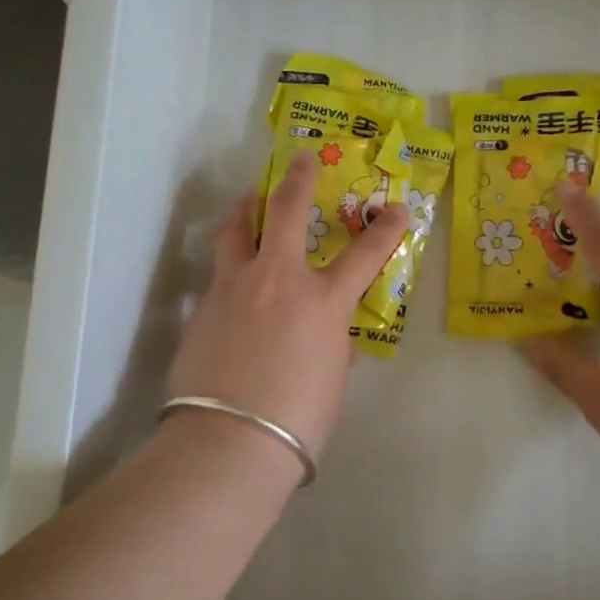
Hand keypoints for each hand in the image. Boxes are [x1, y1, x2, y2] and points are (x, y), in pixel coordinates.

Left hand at [169, 150, 408, 455]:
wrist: (229, 441)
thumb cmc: (297, 419)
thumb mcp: (330, 379)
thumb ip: (330, 346)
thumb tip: (326, 339)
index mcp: (322, 302)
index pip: (365, 255)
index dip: (385, 230)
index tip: (397, 209)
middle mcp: (278, 280)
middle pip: (287, 212)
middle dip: (299, 179)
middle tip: (302, 159)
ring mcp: (234, 288)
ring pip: (237, 230)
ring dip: (247, 209)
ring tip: (249, 201)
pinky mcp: (203, 306)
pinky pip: (218, 273)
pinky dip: (230, 265)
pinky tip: (232, 284)